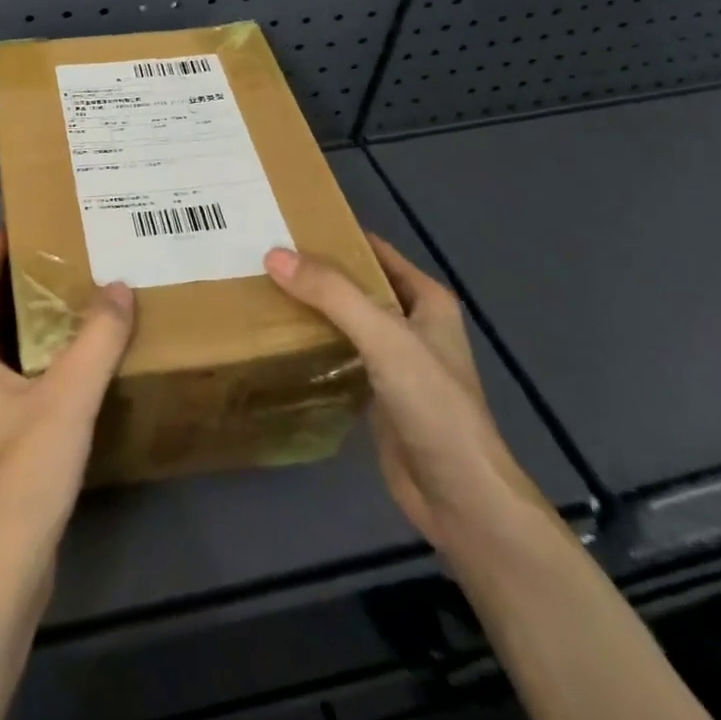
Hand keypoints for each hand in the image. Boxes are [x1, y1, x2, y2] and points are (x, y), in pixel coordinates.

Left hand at [0, 224, 134, 606]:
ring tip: (81, 291)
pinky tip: (85, 355)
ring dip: (40, 320)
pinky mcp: (3, 438)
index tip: (15, 218)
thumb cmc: (22, 474)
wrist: (2, 572)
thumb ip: (96, 339)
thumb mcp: (66, 398)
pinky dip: (49, 356)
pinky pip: (26, 377)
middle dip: (24, 281)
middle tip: (64, 248)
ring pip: (12, 347)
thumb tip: (120, 286)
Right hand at [264, 234, 551, 558]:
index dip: (335, 234)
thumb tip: (273, 254)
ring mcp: (395, 361)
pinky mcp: (378, 393)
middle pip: (356, 284)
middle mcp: (412, 323)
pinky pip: (339, 355)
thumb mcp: (383, 336)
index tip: (285, 222)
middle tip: (261, 255)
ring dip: (312, 307)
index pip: (374, 250)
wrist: (460, 497)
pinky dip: (313, 343)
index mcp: (425, 299)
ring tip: (261, 288)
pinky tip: (278, 338)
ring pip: (345, 320)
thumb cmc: (432, 405)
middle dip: (315, 271)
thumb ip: (331, 294)